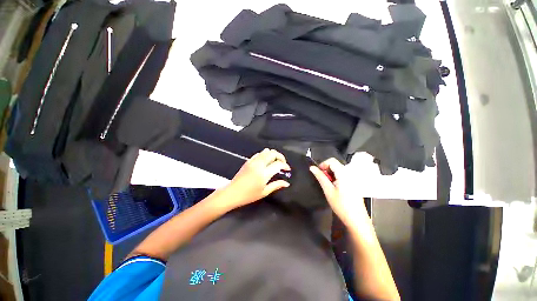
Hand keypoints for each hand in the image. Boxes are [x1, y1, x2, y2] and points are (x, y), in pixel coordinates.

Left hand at [219, 149, 290, 210]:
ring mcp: (253, 161)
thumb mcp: (264, 192)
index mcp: (264, 173)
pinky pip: (259, 153)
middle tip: (283, 163)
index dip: (285, 165)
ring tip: (275, 161)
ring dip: (273, 154)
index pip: (278, 164)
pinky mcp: (248, 161)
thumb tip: (287, 183)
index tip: (287, 169)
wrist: (232, 192)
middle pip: (273, 153)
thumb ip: (276, 185)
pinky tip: (265, 161)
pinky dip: (265, 155)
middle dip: (280, 156)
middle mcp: (259, 164)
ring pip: (266, 151)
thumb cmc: (249, 195)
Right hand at [310, 158, 367, 226]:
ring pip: (338, 170)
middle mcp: (349, 174)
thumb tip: (312, 167)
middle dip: (326, 169)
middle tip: (322, 180)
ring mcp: (352, 179)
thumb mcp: (328, 190)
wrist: (356, 219)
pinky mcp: (353, 183)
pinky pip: (342, 175)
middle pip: (335, 164)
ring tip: (327, 185)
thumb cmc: (341, 205)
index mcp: (344, 174)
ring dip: (330, 174)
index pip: (332, 161)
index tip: (318, 173)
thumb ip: (320, 177)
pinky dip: (335, 177)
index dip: (323, 164)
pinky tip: (334, 187)